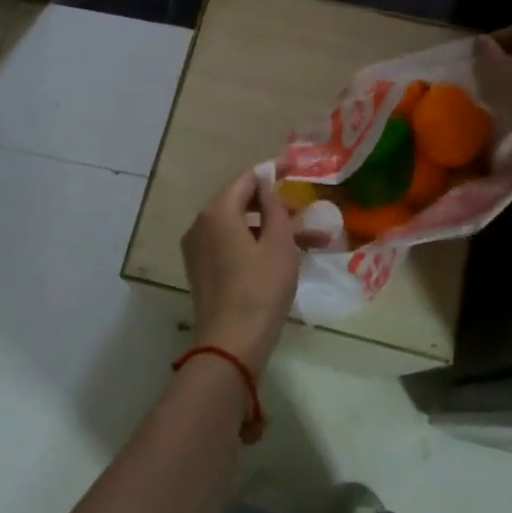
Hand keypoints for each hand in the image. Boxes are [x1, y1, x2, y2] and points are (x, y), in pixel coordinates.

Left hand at [180, 170, 300, 373]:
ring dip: (274, 232)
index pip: (247, 179)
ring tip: (312, 243)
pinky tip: (287, 258)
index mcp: (216, 212)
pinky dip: (258, 247)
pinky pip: (233, 247)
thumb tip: (267, 185)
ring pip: (241, 228)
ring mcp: (198, 250)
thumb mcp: (279, 243)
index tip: (297, 167)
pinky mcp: (203, 271)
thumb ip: (274, 207)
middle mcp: (201, 225)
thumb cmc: (260, 289)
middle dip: (279, 209)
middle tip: (309, 218)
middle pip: (243, 204)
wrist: (231, 345)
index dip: (273, 172)